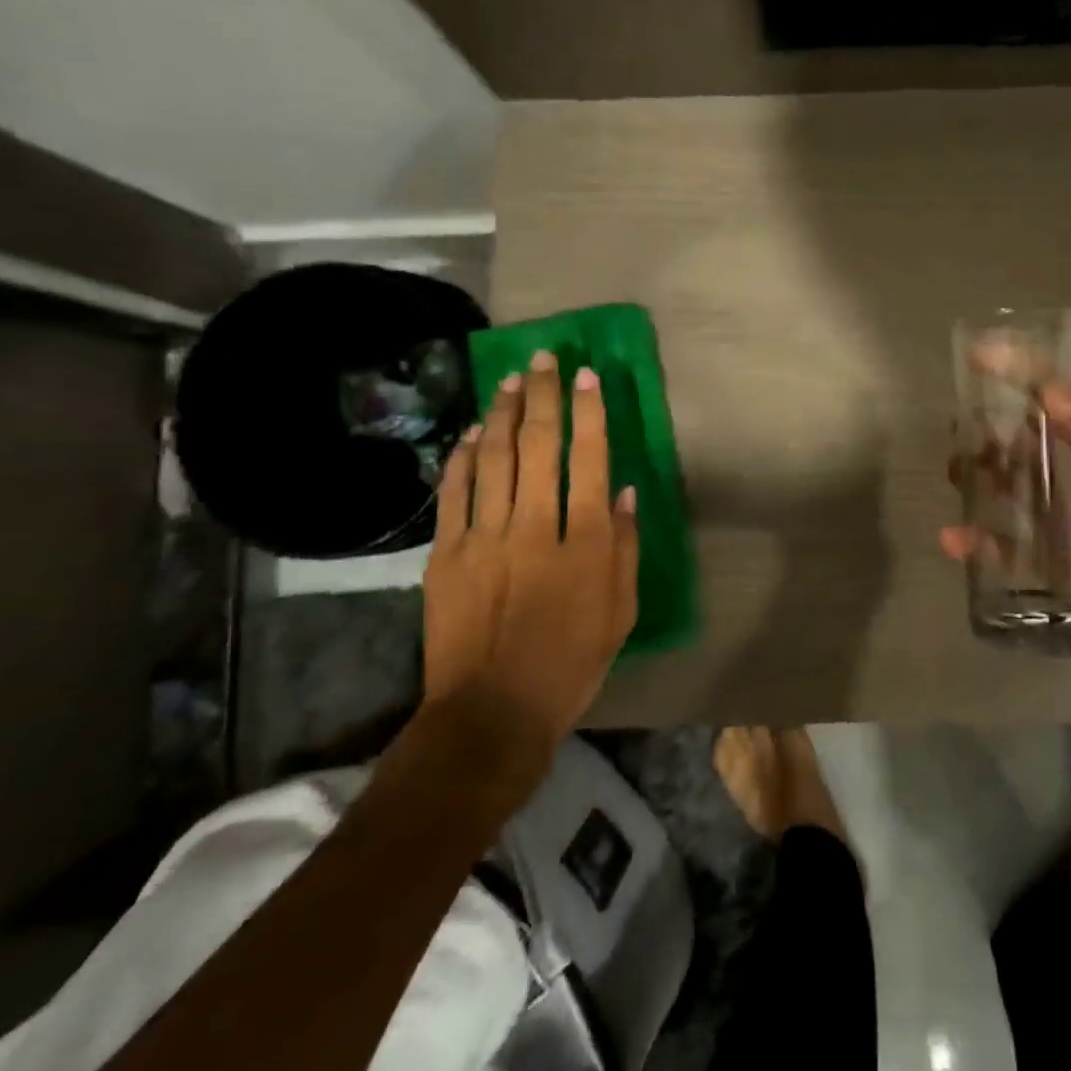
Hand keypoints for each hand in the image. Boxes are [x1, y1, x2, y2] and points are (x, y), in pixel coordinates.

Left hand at [422, 351, 638, 765]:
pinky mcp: (445, 554)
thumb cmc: (572, 663)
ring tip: (509, 380)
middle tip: (543, 359)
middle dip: (542, 396)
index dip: (589, 413)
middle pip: (537, 446)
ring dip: (501, 414)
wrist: (491, 711)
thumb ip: (624, 548)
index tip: (586, 376)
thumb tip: (625, 493)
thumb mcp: (620, 611)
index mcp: (584, 543)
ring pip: (491, 459)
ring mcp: (483, 538)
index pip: (590, 460)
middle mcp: (533, 528)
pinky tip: (469, 433)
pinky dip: (461, 458)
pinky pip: (453, 493)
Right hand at [941, 380, 1070, 713]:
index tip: (978, 356)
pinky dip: (980, 541)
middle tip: (958, 431)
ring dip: (981, 478)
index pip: (1067, 397)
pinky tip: (954, 539)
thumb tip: (1048, 395)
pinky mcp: (1055, 571)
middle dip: (992, 430)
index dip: (1023, 371)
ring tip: (953, 475)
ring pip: (1013, 490)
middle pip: (1030, 442)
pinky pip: (1008, 547)